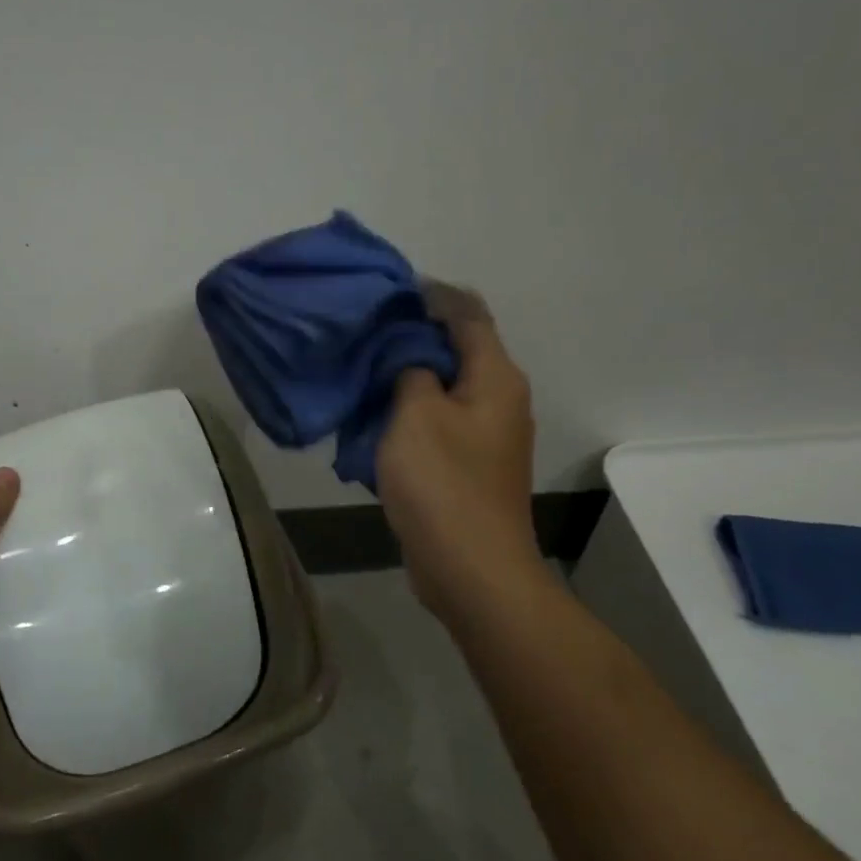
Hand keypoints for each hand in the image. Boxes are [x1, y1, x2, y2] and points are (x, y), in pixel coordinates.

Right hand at [377, 285, 542, 623]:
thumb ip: (410, 369)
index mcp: (495, 377)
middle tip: (363, 329)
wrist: (471, 569)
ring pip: (443, 385)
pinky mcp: (468, 463)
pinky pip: (436, 419)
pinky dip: (408, 409)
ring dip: (406, 374)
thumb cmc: (443, 483)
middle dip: (411, 334)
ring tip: (360, 367)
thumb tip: (410, 353)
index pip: (467, 313)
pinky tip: (373, 413)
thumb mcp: (416, 414)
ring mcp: (486, 434)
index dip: (430, 295)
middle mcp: (499, 398)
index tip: (385, 291)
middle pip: (457, 347)